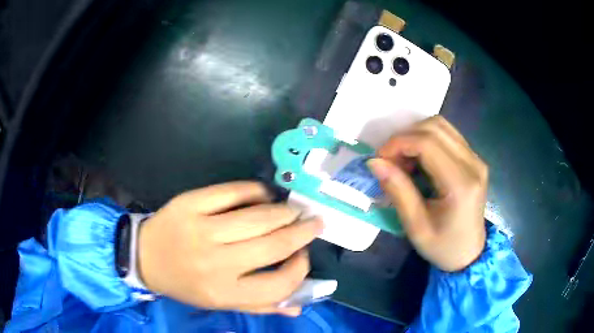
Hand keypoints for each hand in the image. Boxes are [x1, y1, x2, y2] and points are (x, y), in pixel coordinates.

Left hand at [137, 181, 322, 315]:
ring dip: (283, 211)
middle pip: (273, 245)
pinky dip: (255, 191)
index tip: (304, 256)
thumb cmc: (185, 284)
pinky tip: (265, 194)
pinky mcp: (191, 204)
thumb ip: (259, 305)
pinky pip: (232, 192)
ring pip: (257, 217)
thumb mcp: (219, 303)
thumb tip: (297, 306)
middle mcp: (215, 263)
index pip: (278, 285)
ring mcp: (201, 230)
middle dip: (302, 231)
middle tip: (314, 222)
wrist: (145, 257)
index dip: (299, 269)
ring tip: (294, 210)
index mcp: (224, 292)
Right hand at [368, 116, 487, 271]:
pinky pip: (448, 135)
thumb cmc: (442, 246)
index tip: (380, 158)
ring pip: (441, 126)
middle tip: (390, 160)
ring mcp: (476, 159)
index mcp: (461, 185)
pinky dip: (427, 139)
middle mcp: (473, 164)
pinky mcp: (474, 159)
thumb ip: (398, 191)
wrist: (469, 253)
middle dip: (405, 137)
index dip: (399, 143)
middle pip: (435, 127)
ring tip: (404, 159)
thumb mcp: (415, 227)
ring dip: (416, 135)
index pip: (428, 143)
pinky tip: (419, 159)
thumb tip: (374, 162)